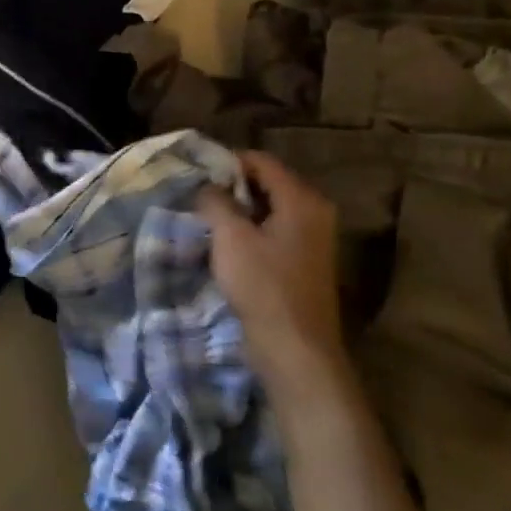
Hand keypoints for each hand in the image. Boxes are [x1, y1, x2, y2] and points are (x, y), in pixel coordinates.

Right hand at [197, 151, 346, 402]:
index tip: (195, 173)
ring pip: (268, 208)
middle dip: (231, 186)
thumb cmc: (263, 286)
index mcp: (302, 200)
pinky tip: (224, 243)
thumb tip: (206, 185)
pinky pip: (273, 231)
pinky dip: (249, 230)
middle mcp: (314, 212)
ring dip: (238, 211)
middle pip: (267, 183)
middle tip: (196, 196)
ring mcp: (312, 238)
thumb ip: (216, 202)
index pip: (261, 161)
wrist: (295, 348)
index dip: (226, 162)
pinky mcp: (303, 262)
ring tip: (205, 218)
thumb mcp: (230, 237)